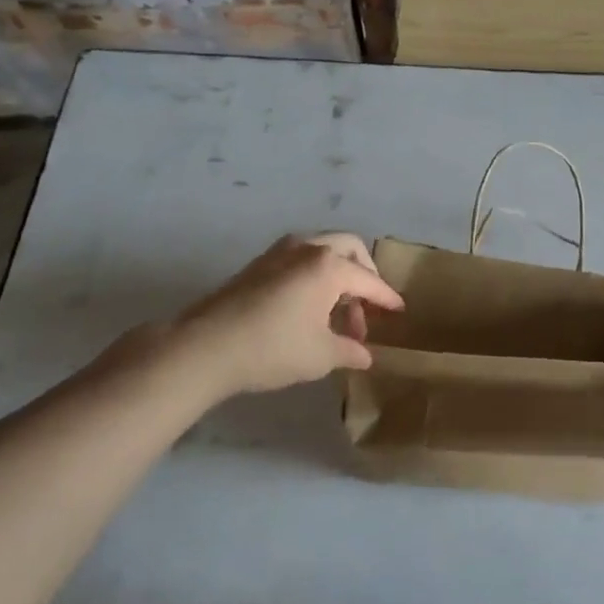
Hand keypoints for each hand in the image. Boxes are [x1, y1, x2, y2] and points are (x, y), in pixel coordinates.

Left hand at [107, 233, 403, 400]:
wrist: (205, 347)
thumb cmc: (272, 348)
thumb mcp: (320, 356)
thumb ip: (349, 351)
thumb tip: (365, 355)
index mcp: (329, 266)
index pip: (369, 280)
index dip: (386, 297)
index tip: (399, 309)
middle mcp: (308, 248)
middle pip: (349, 248)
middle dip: (364, 273)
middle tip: (367, 304)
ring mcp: (279, 252)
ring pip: (322, 250)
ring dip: (338, 273)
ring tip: (337, 312)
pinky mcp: (258, 264)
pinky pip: (300, 258)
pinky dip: (315, 274)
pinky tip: (310, 307)